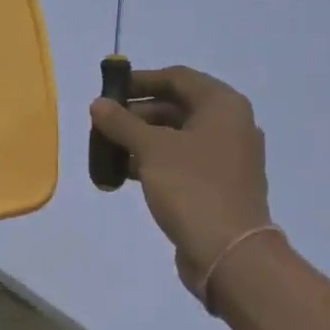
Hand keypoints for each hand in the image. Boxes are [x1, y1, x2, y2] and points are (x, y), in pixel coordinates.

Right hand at [90, 67, 274, 300]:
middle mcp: (230, 125)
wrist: (229, 252)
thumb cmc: (192, 187)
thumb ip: (121, 122)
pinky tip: (126, 173)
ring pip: (177, 135)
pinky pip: (182, 160)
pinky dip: (155, 160)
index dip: (141, 80)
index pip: (177, 78)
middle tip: (103, 124)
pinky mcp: (219, 184)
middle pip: (176, 105)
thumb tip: (98, 103)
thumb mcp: (150, 149)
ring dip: (142, 139)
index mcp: (222, 106)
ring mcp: (227, 157)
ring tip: (109, 149)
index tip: (109, 91)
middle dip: (137, 113)